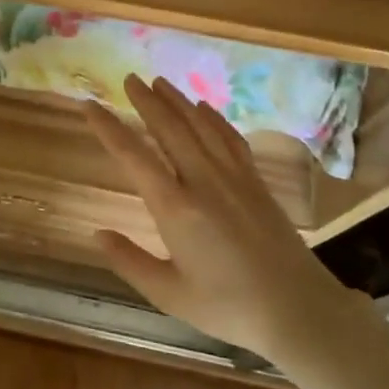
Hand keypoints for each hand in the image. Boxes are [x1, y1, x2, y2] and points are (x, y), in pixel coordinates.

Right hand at [84, 75, 358, 361]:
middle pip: (170, 129)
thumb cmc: (229, 307)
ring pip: (201, 127)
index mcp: (175, 209)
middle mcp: (203, 182)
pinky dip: (214, 119)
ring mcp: (234, 178)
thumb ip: (130, 262)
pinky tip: (205, 108)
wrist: (299, 310)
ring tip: (160, 82)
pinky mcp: (256, 183)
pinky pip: (231, 139)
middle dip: (147, 101)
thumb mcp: (170, 294)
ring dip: (178, 102)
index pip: (133, 156)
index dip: (109, 128)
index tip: (90, 105)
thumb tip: (97, 234)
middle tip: (129, 79)